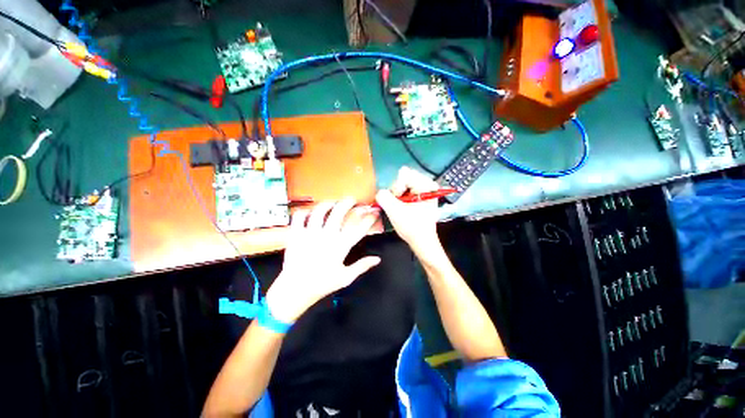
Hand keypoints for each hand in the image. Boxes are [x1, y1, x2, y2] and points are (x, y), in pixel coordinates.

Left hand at [266, 198, 380, 322]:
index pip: (359, 229)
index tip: (373, 213)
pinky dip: (303, 211)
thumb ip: (362, 266)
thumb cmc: (322, 284)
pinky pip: (298, 217)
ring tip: (332, 202)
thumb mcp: (345, 278)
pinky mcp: (296, 235)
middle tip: (352, 199)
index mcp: (340, 246)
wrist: (295, 290)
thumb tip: (377, 259)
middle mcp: (326, 236)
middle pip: (338, 214)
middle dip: (347, 203)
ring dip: (327, 204)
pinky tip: (309, 211)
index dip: (369, 219)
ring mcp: (310, 234)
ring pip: (319, 212)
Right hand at [375, 166, 441, 256]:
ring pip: (402, 183)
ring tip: (401, 208)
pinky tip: (402, 207)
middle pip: (403, 177)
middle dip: (397, 191)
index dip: (397, 187)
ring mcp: (424, 189)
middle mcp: (427, 184)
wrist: (422, 241)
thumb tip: (380, 192)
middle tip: (399, 205)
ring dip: (397, 195)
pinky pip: (405, 189)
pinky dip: (400, 197)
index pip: (404, 174)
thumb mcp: (395, 212)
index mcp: (426, 185)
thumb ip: (384, 197)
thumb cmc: (412, 227)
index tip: (398, 200)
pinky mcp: (420, 195)